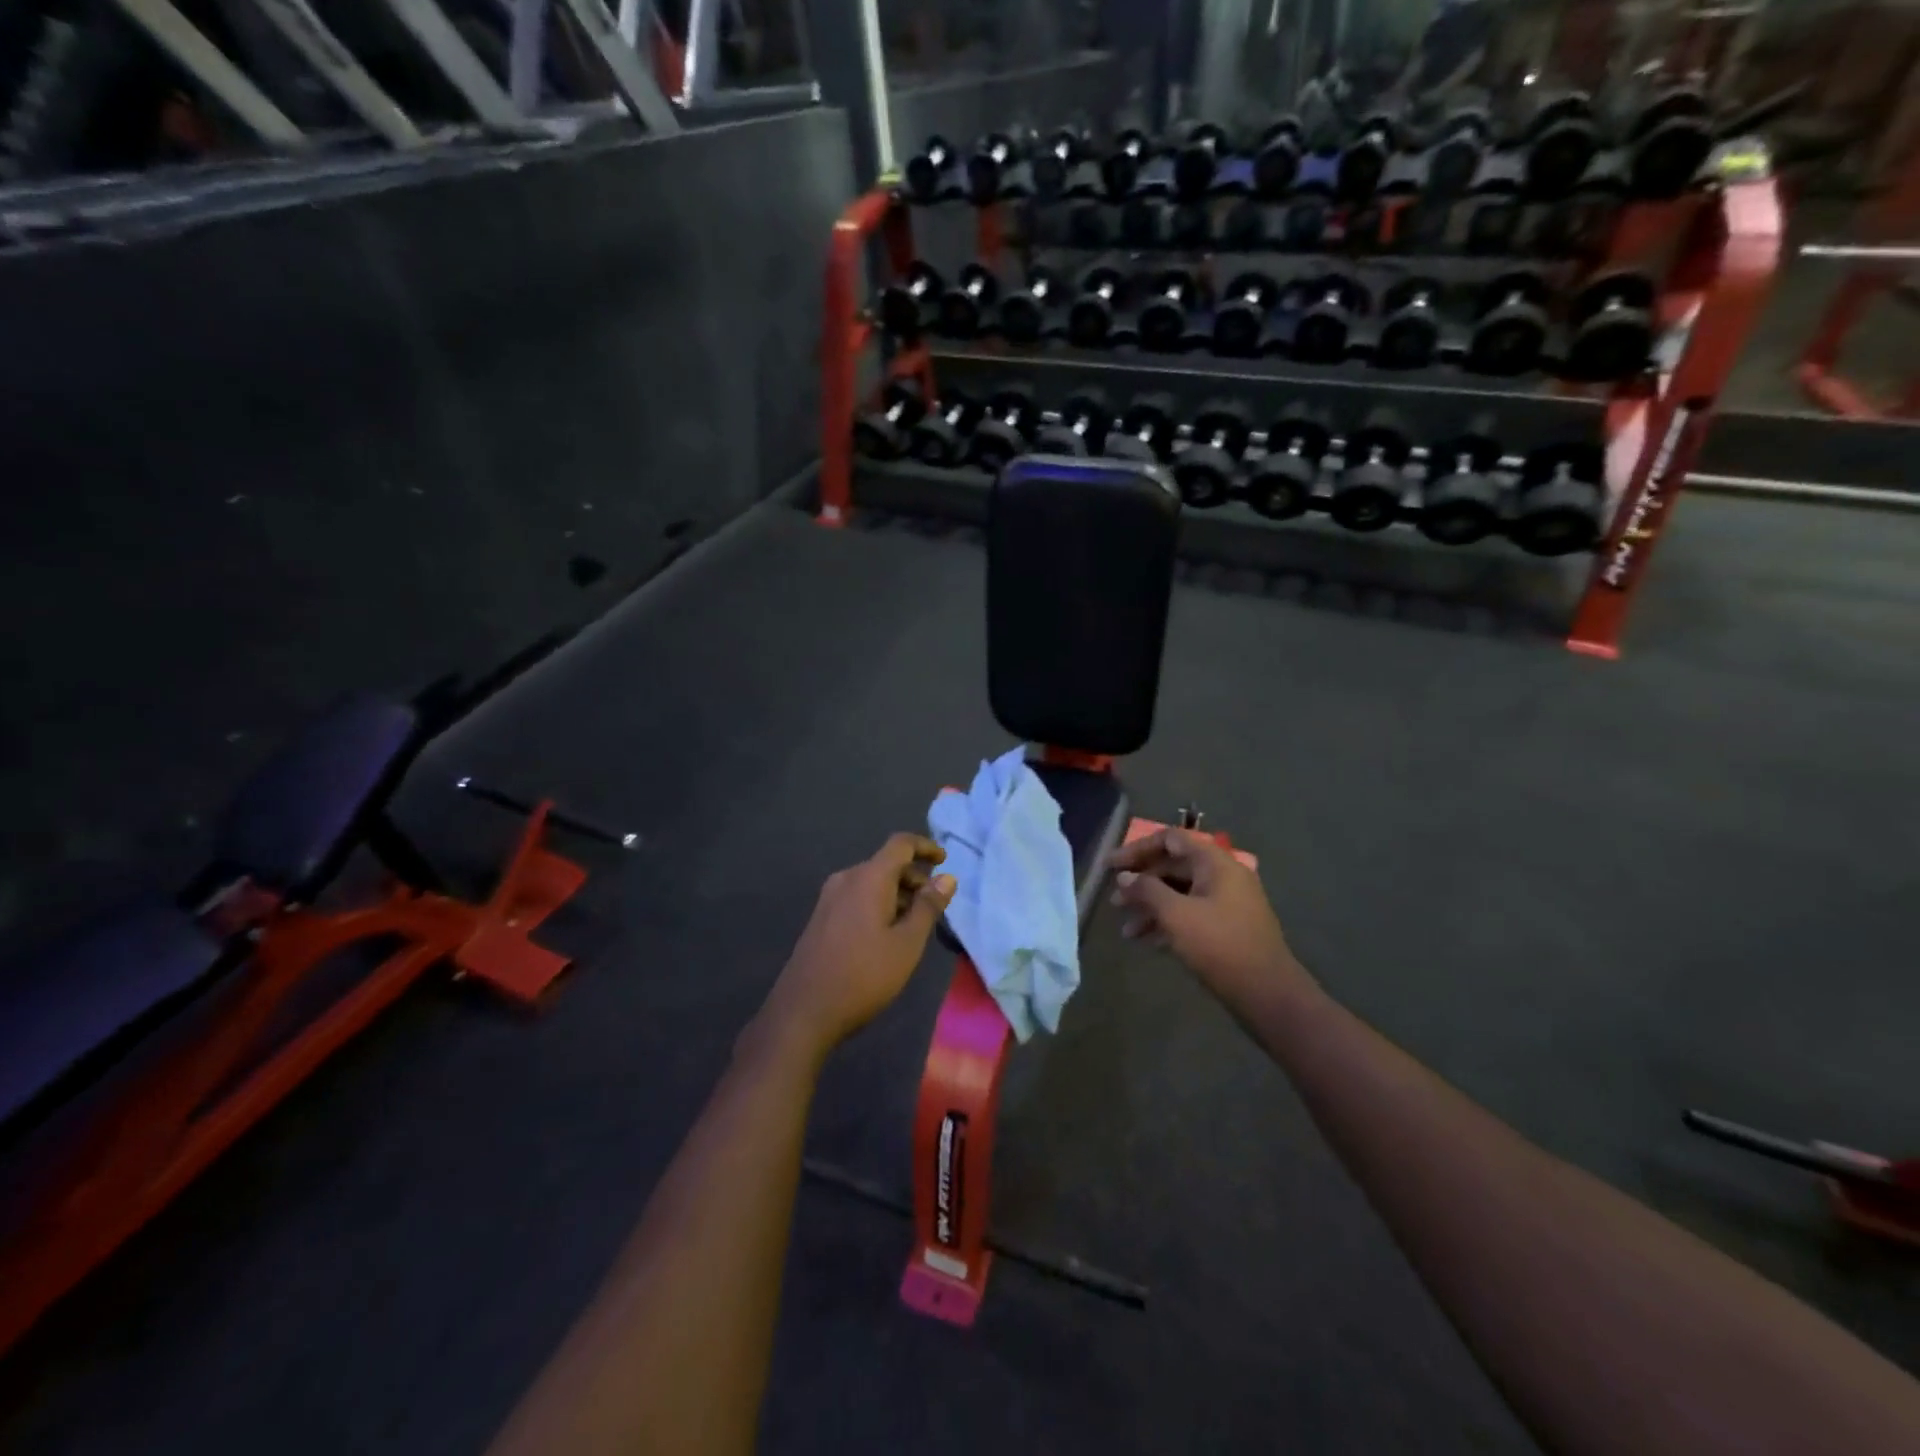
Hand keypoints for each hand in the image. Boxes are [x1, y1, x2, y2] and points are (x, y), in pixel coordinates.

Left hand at [759, 833, 956, 1058]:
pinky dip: (878, 905)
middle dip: (914, 878)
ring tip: (915, 925)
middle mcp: (846, 879)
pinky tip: (887, 935)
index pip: (900, 844)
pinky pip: (857, 898)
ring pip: (871, 883)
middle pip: (886, 864)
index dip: (925, 847)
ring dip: (897, 894)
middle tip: (935, 906)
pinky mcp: (821, 918)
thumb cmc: (864, 975)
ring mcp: (829, 899)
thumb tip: (947, 878)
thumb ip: (928, 907)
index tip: (944, 860)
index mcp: (868, 878)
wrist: (803, 1011)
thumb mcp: (907, 943)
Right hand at [1109, 828, 1309, 1008]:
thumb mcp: (1176, 915)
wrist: (1267, 993)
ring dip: (1150, 907)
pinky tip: (1146, 942)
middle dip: (1141, 884)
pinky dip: (1167, 923)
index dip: (1137, 849)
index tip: (1111, 866)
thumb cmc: (1220, 945)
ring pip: (1179, 894)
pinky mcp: (1226, 928)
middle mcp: (1222, 876)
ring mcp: (1226, 902)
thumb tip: (1124, 878)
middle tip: (1114, 902)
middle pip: (1173, 867)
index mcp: (1215, 862)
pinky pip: (1190, 914)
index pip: (1170, 839)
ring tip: (1126, 931)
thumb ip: (1147, 890)